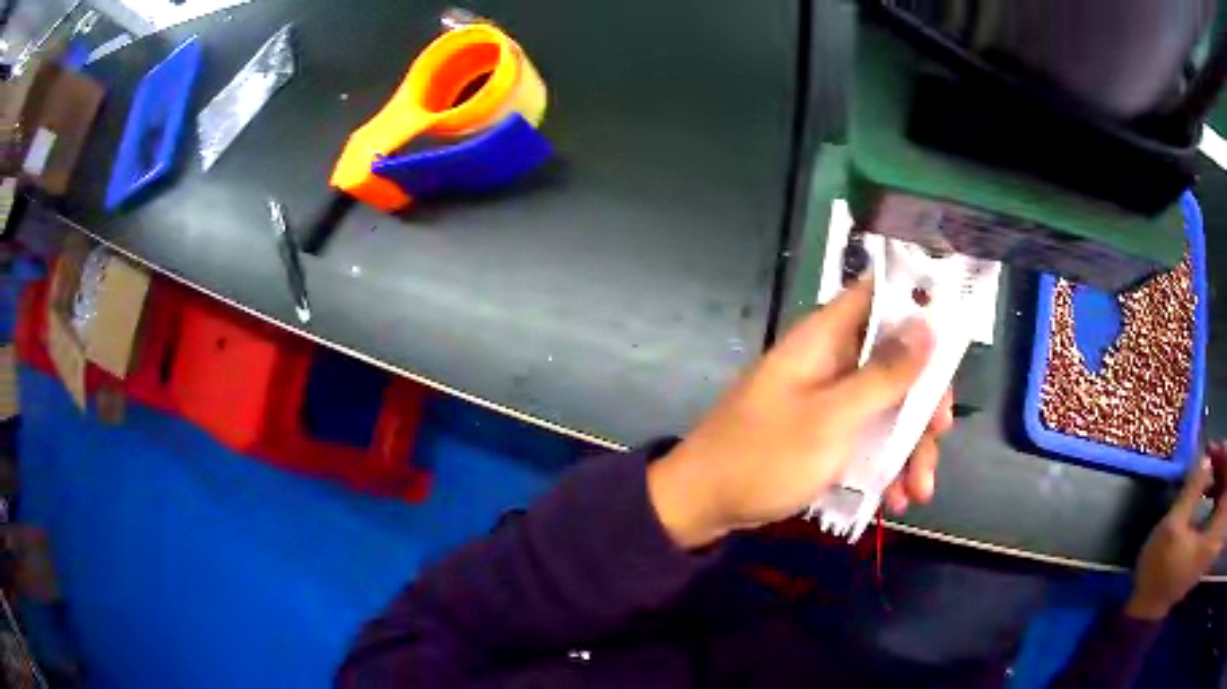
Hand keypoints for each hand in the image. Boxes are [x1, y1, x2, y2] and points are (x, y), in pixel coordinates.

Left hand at [648, 277, 954, 548]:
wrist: (704, 503)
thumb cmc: (766, 456)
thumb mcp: (833, 418)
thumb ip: (883, 374)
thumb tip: (927, 325)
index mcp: (824, 338)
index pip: (877, 296)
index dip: (917, 305)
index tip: (952, 337)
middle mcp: (830, 360)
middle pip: (895, 360)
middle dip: (923, 401)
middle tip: (939, 434)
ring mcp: (828, 399)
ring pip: (887, 405)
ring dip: (909, 447)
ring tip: (919, 491)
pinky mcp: (825, 433)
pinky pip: (867, 437)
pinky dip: (885, 465)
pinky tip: (895, 499)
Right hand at [1127, 442, 1226, 620]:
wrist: (1147, 609)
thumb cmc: (1157, 572)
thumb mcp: (1171, 529)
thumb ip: (1192, 490)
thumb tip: (1207, 457)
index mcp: (1209, 538)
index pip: (1225, 487)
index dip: (1224, 461)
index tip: (1213, 448)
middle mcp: (1212, 537)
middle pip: (1225, 487)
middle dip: (1222, 464)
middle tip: (1211, 452)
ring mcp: (1210, 539)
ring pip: (1223, 493)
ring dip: (1220, 474)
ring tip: (1209, 464)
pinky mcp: (1208, 539)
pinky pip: (1219, 503)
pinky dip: (1218, 488)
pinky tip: (1209, 484)